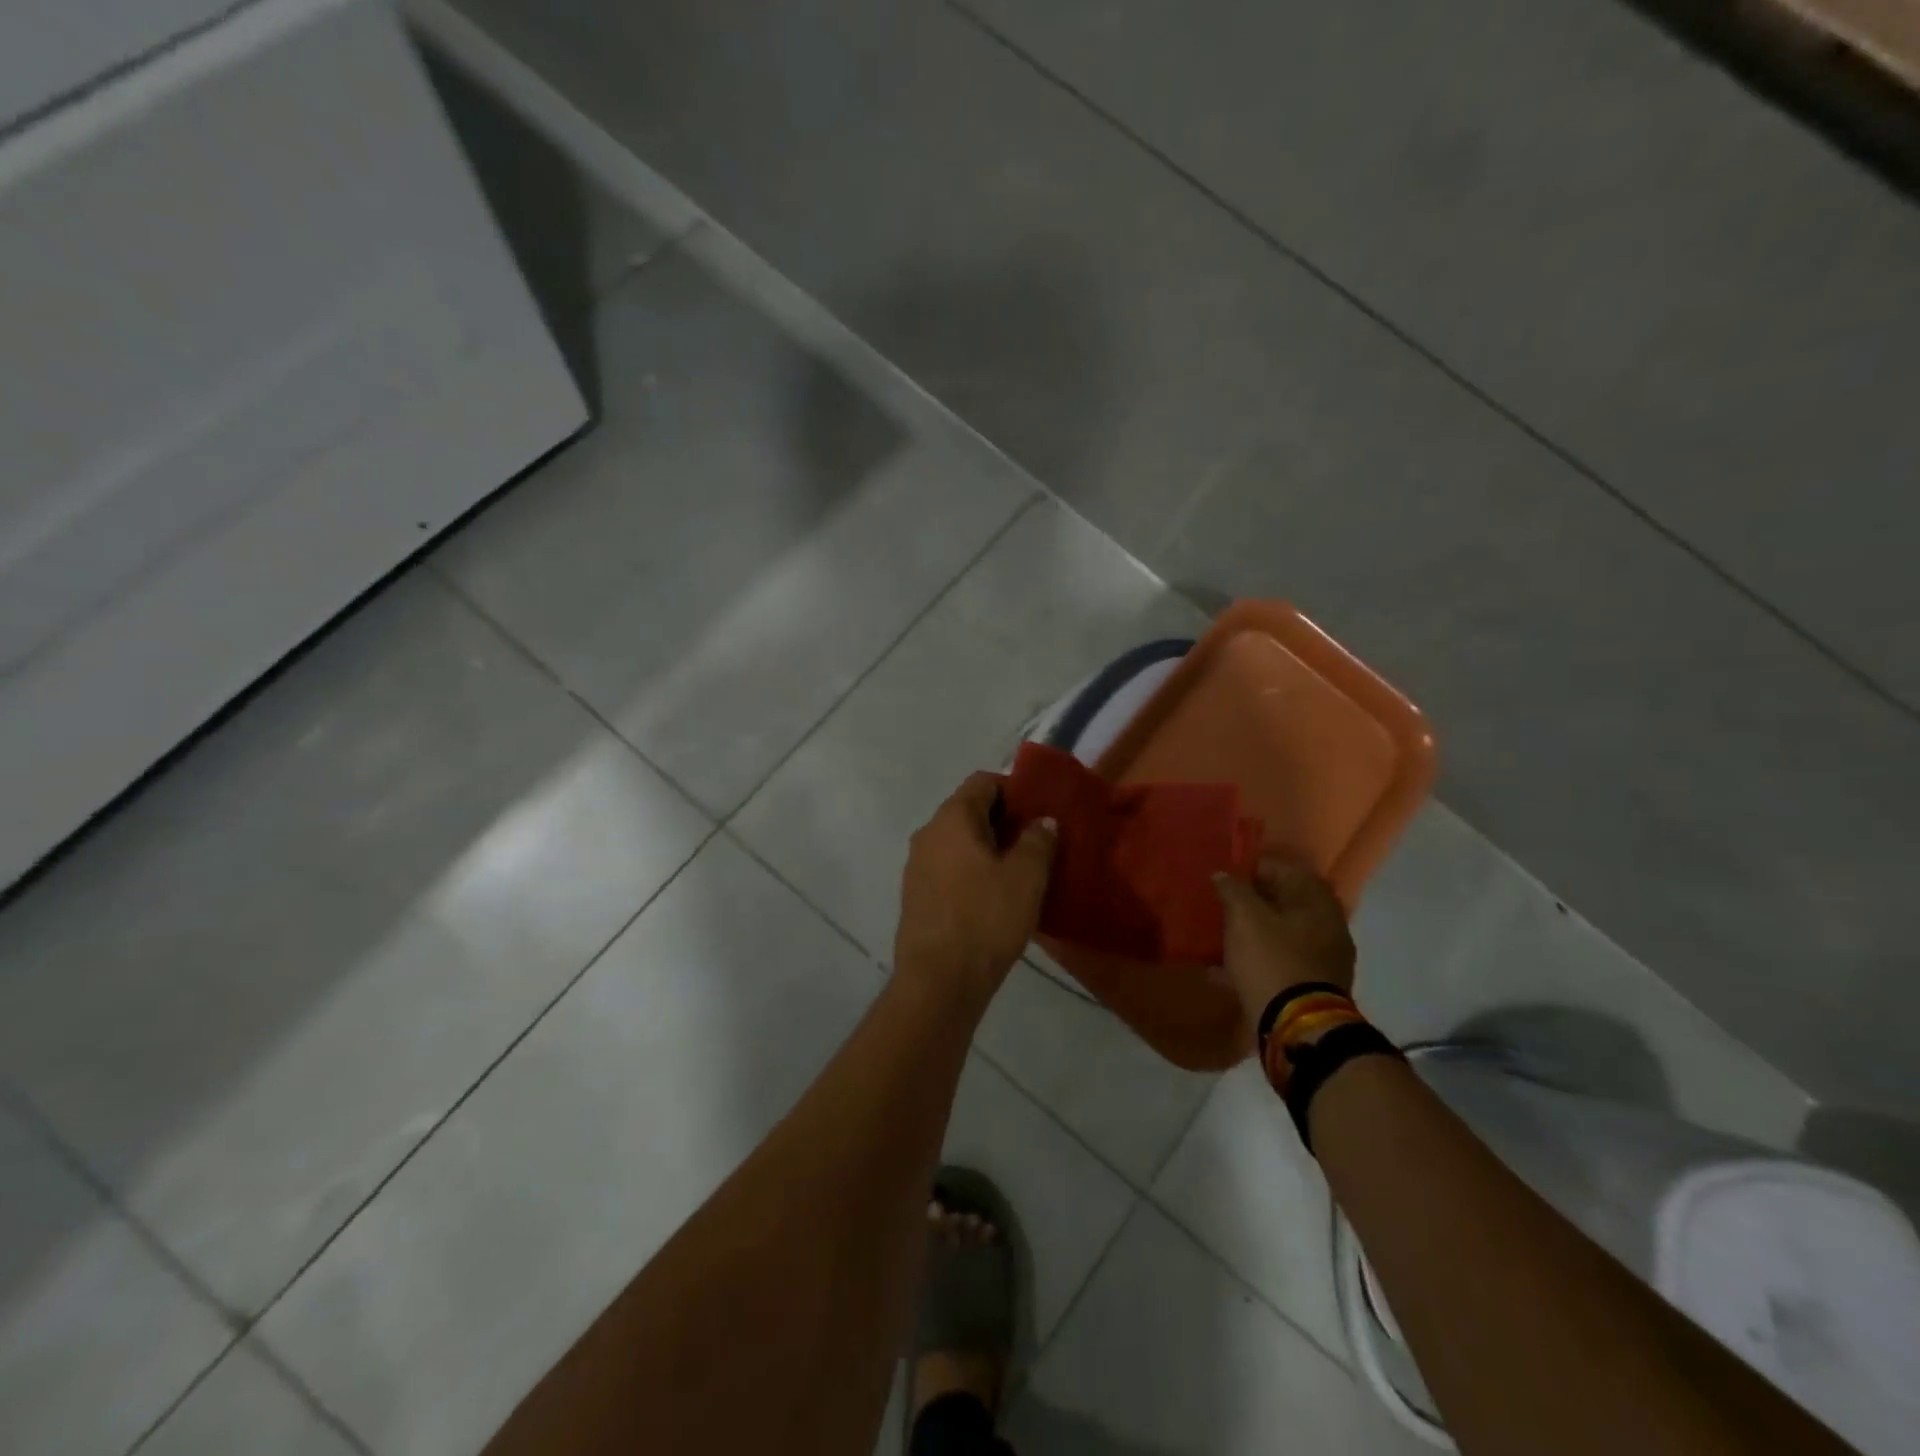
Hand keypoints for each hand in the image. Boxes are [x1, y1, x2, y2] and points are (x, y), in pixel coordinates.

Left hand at [895, 771, 1056, 1008]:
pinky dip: (971, 870)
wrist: (938, 980)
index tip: (1039, 810)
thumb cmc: (985, 919)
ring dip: (988, 847)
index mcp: (952, 818)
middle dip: (1004, 820)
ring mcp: (917, 865)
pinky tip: (994, 896)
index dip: (1013, 789)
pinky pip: (948, 867)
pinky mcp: (916, 895)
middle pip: (968, 810)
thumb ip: (1038, 841)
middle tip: (1037, 841)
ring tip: (1020, 870)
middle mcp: (928, 833)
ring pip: (958, 841)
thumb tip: (1043, 820)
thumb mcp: (1026, 878)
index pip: (983, 782)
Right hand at [1214, 856, 1355, 1026]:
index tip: (1225, 875)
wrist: (1297, 1028)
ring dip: (1251, 933)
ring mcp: (1322, 959)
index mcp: (1317, 902)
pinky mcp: (1309, 987)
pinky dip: (1253, 961)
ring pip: (1279, 934)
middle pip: (1283, 903)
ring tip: (1218, 935)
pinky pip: (1276, 963)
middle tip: (1219, 904)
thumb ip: (1232, 889)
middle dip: (1250, 902)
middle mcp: (1327, 926)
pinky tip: (1221, 970)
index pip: (1284, 869)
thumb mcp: (1244, 918)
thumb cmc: (1272, 961)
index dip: (1252, 867)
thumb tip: (1223, 875)